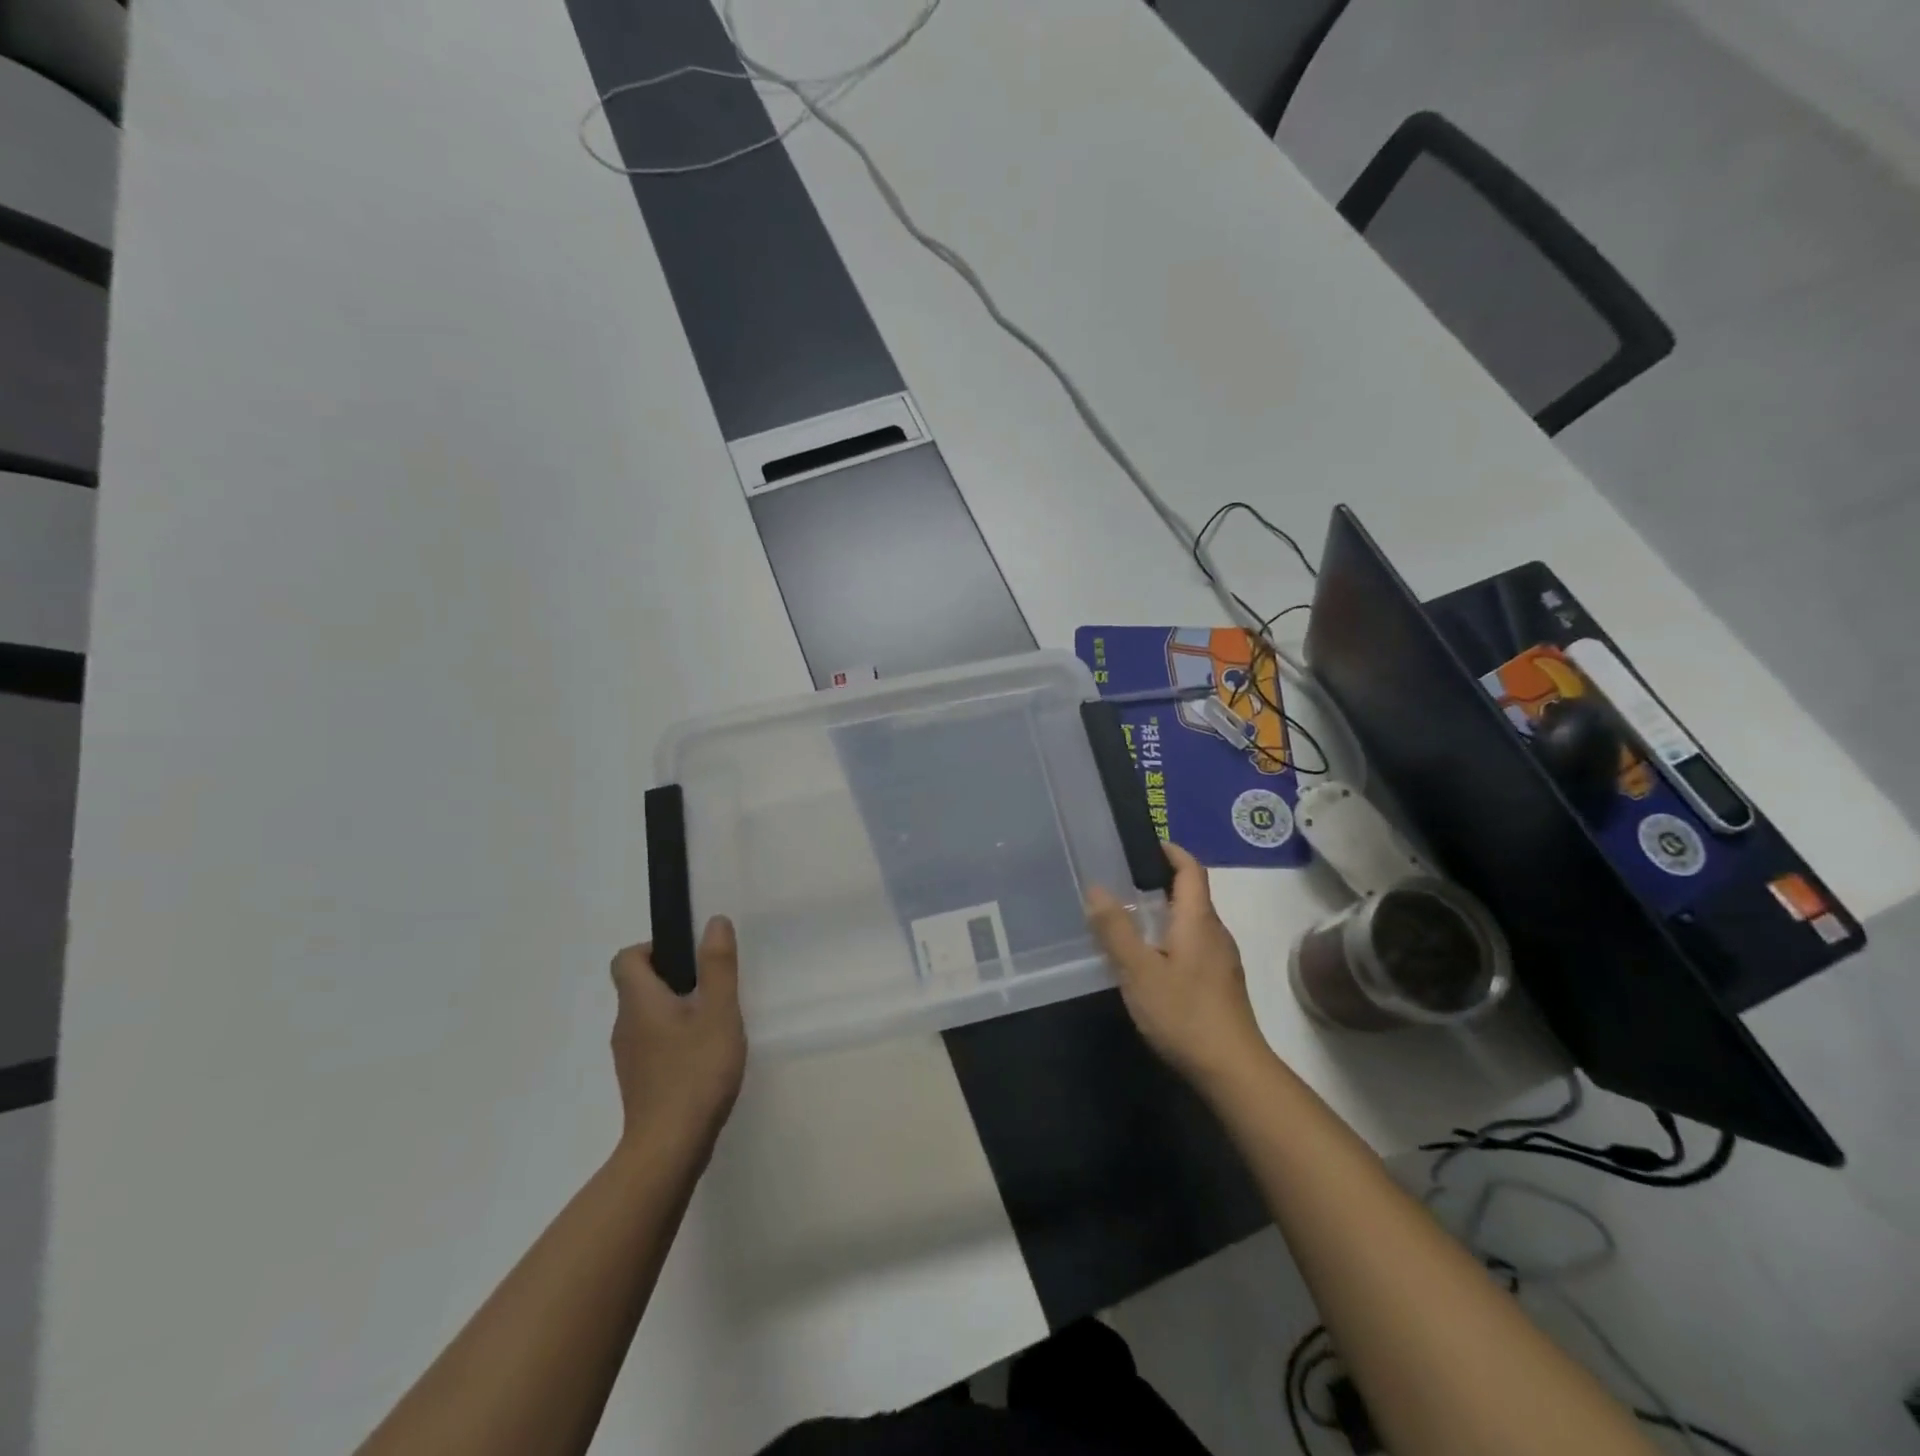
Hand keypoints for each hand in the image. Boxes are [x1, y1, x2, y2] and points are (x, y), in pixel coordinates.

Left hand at [608, 918, 746, 1157]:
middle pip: (639, 986)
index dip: (655, 948)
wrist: (669, 1149)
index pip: (627, 958)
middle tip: (714, 988)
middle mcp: (625, 1025)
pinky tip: (705, 1057)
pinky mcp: (640, 1082)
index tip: (690, 958)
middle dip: (675, 978)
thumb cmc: (695, 1072)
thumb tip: (714, 921)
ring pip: (648, 1017)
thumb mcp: (718, 1011)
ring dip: (677, 1010)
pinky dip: (675, 1039)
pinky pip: (654, 1044)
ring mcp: (629, 1057)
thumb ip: (718, 965)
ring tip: (715, 1022)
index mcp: (639, 1002)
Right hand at [1087, 843, 1272, 1093]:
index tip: (1147, 844)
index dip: (1172, 852)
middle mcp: (1215, 933)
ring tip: (1130, 919)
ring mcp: (1222, 961)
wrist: (1233, 1070)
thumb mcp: (1139, 970)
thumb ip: (1116, 929)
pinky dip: (1171, 938)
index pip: (1191, 870)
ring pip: (1192, 923)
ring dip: (1165, 912)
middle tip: (1123, 882)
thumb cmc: (1184, 1013)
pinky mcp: (1220, 984)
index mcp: (1198, 920)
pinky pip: (1194, 945)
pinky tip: (1150, 960)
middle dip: (1161, 882)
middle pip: (1192, 895)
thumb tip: (1097, 888)